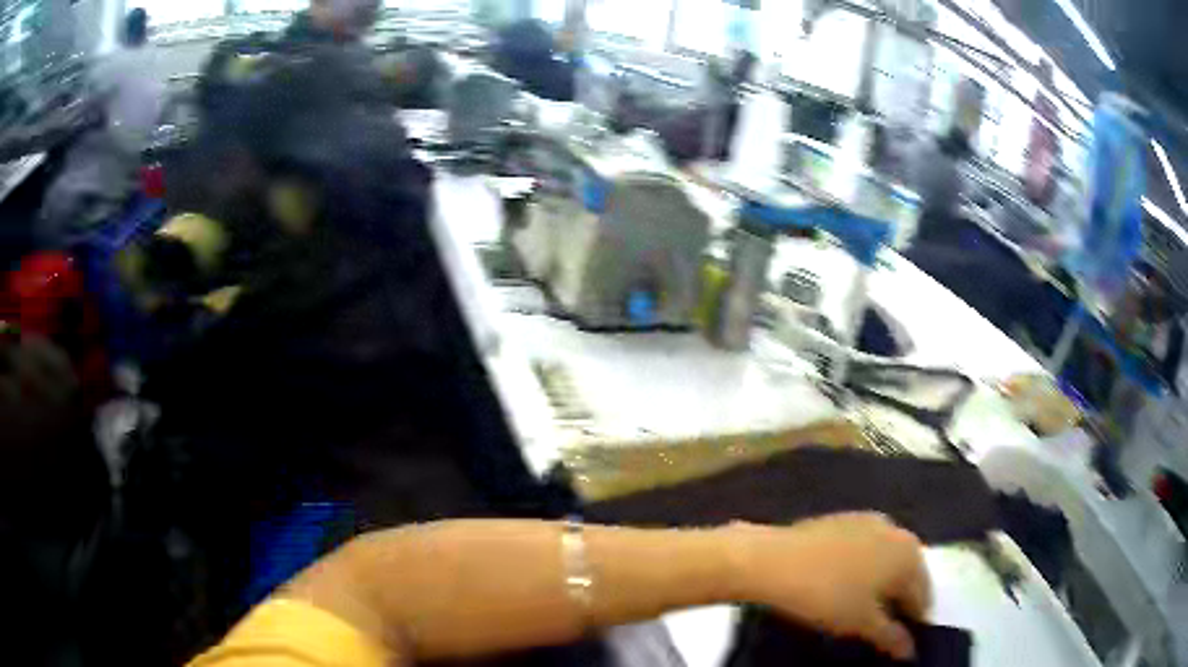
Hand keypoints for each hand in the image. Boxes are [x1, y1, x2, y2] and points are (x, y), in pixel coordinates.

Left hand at [728, 513, 930, 661]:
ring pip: (886, 562)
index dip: (912, 624)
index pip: (923, 597)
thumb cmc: (826, 594)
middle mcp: (898, 531)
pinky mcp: (844, 520)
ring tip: (859, 612)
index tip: (897, 644)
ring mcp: (870, 521)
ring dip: (880, 586)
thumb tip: (910, 652)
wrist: (771, 560)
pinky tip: (842, 586)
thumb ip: (892, 638)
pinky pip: (865, 551)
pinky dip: (862, 570)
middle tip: (877, 630)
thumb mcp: (861, 623)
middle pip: (907, 576)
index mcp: (910, 554)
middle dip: (897, 603)